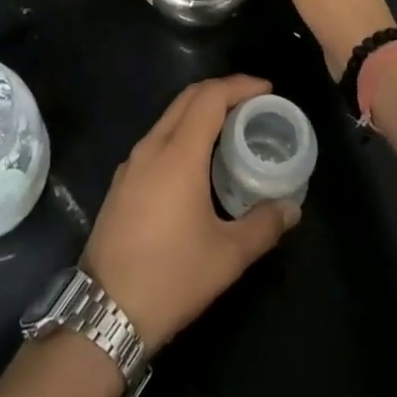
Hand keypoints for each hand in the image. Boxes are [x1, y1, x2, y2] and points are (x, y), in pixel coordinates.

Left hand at [81, 76, 300, 350]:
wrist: (105, 311)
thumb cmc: (171, 277)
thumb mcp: (227, 256)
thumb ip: (263, 225)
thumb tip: (291, 208)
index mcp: (178, 154)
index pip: (210, 97)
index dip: (239, 85)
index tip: (267, 90)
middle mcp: (151, 147)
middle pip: (187, 99)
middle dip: (222, 92)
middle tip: (253, 104)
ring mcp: (131, 163)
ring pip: (169, 118)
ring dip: (200, 112)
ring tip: (230, 130)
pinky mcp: (122, 182)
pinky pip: (157, 140)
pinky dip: (182, 133)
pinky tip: (198, 161)